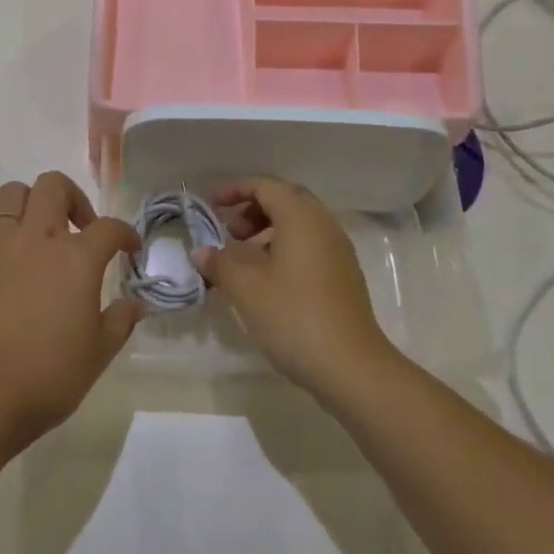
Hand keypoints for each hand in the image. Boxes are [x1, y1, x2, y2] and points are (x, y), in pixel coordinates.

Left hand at [0, 172, 142, 447]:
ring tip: (38, 232)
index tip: (130, 248)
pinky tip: (3, 254)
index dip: (125, 233)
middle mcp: (38, 238)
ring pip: (13, 193)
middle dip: (73, 198)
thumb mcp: (98, 354)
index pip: (109, 227)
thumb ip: (120, 321)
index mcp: (76, 258)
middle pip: (54, 185)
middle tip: (79, 229)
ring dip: (31, 204)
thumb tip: (136, 304)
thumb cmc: (47, 376)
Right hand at [194, 177, 399, 398]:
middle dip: (253, 209)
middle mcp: (323, 224)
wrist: (352, 368)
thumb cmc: (294, 316)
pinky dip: (285, 248)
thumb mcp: (246, 288)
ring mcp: (338, 251)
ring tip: (244, 258)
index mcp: (301, 217)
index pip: (266, 186)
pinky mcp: (344, 276)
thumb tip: (202, 252)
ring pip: (299, 224)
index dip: (236, 190)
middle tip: (230, 232)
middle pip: (285, 200)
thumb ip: (220, 263)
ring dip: (269, 230)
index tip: (212, 205)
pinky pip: (310, 245)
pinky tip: (269, 280)